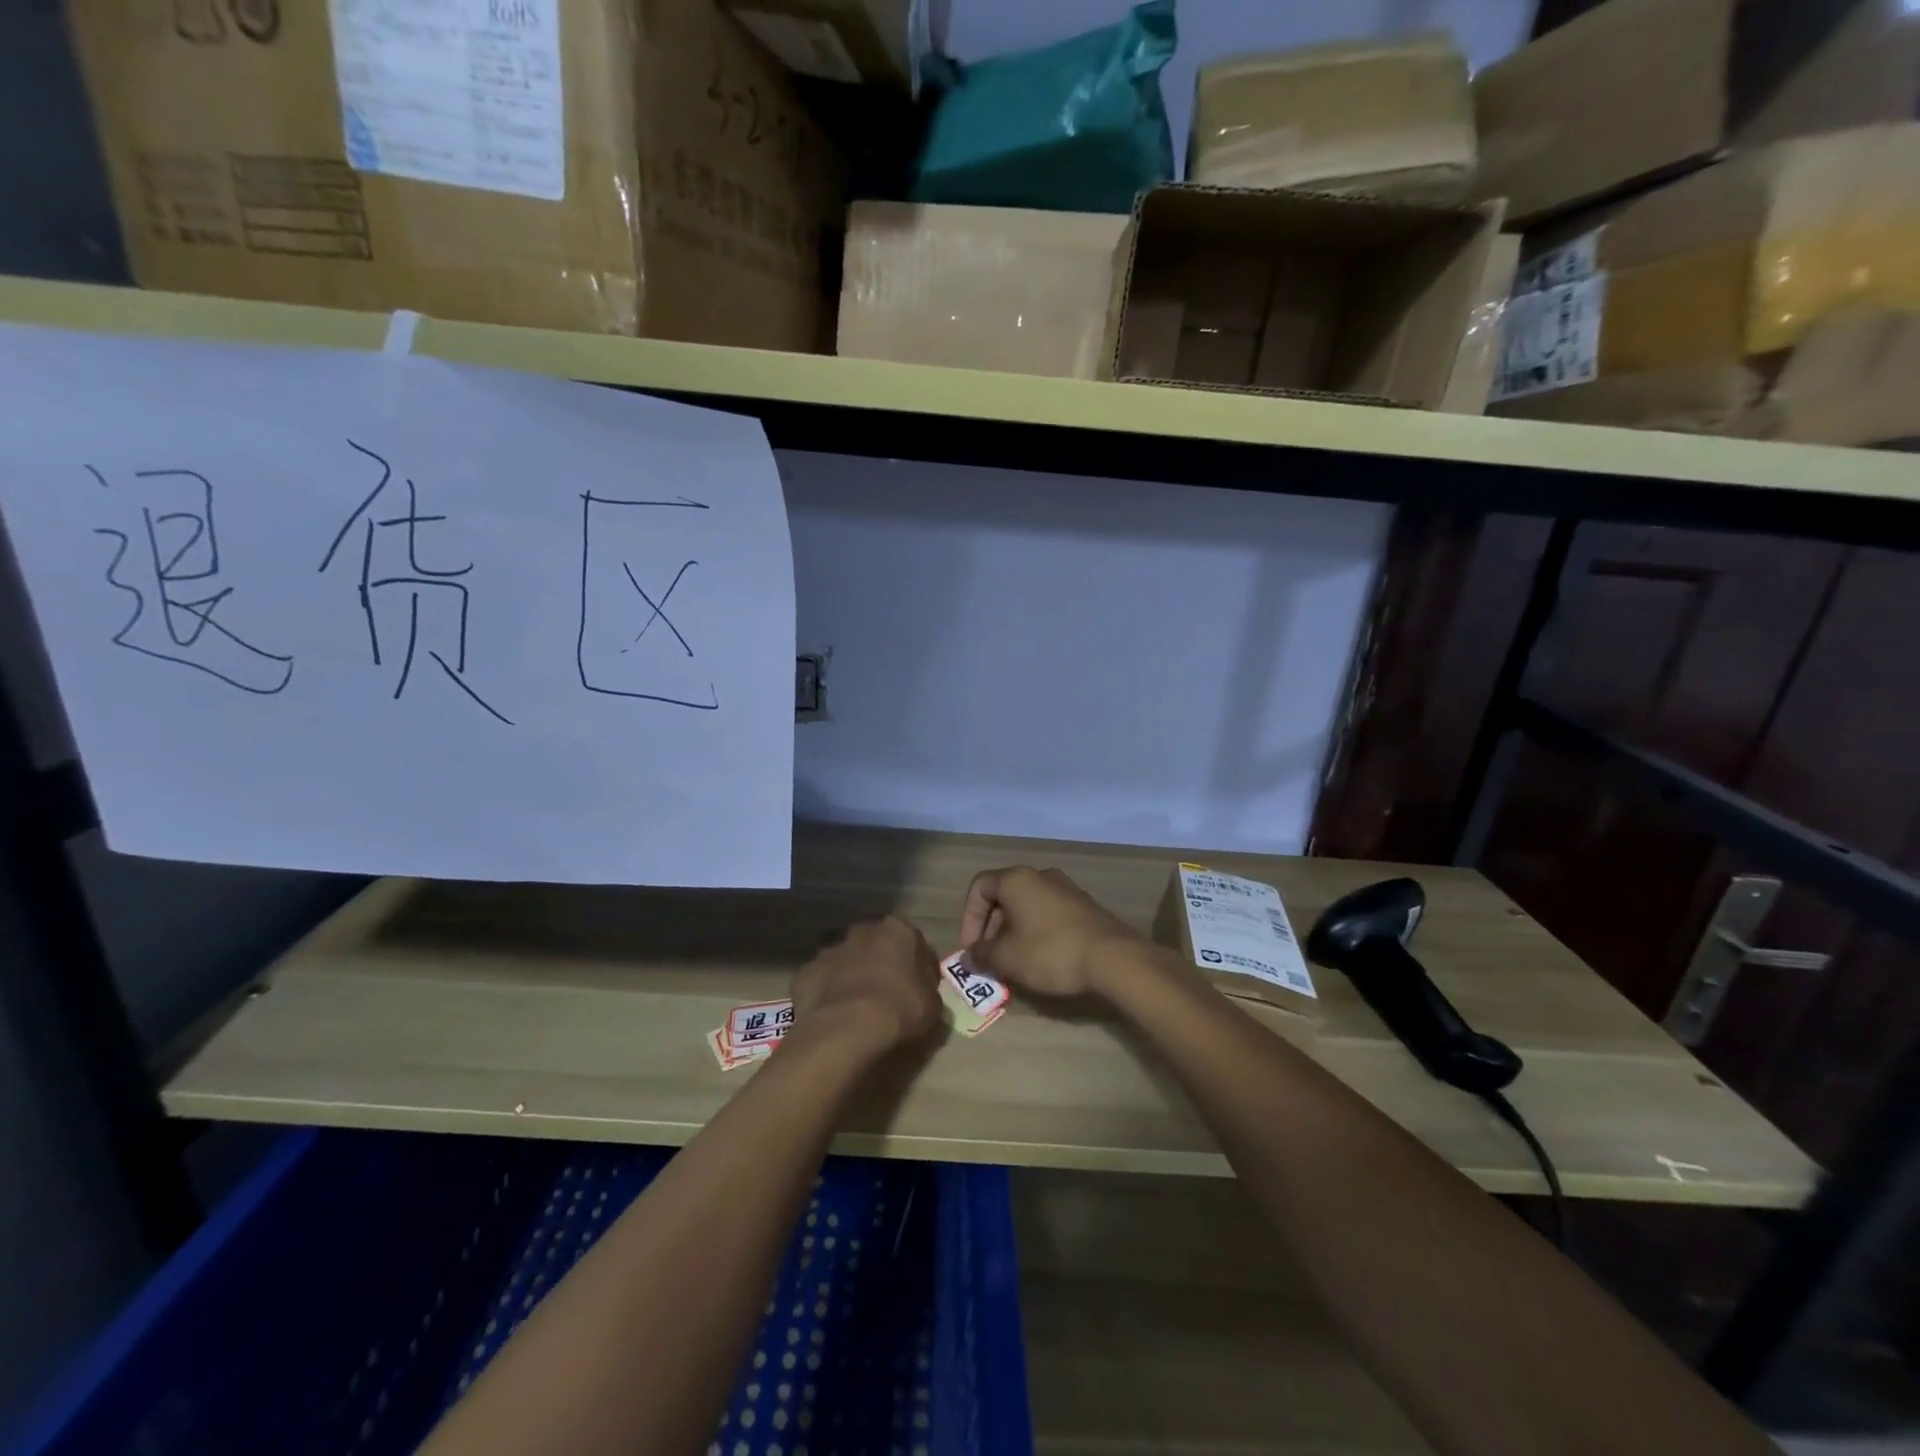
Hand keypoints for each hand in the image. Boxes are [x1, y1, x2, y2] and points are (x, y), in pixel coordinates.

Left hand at [790, 916, 941, 1057]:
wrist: (847, 1028)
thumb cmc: (900, 1010)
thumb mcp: (932, 1004)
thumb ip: (926, 988)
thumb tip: (919, 989)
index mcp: (897, 930)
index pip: (914, 942)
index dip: (918, 966)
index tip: (919, 988)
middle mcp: (862, 931)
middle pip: (875, 945)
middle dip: (880, 963)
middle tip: (886, 994)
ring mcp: (830, 950)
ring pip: (845, 960)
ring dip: (851, 976)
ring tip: (856, 1008)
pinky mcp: (806, 972)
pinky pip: (821, 981)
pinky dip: (826, 993)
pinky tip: (832, 1016)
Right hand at [958, 866, 1145, 998]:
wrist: (1113, 958)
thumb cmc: (1050, 952)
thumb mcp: (1007, 958)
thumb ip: (981, 955)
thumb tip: (969, 957)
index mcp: (1017, 879)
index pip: (979, 887)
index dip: (968, 918)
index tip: (972, 948)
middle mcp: (1041, 875)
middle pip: (1003, 896)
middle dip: (991, 928)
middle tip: (990, 958)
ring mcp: (1066, 889)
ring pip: (1027, 906)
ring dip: (1013, 932)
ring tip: (1013, 963)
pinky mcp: (1083, 906)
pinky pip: (1048, 914)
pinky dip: (1036, 932)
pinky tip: (1040, 960)